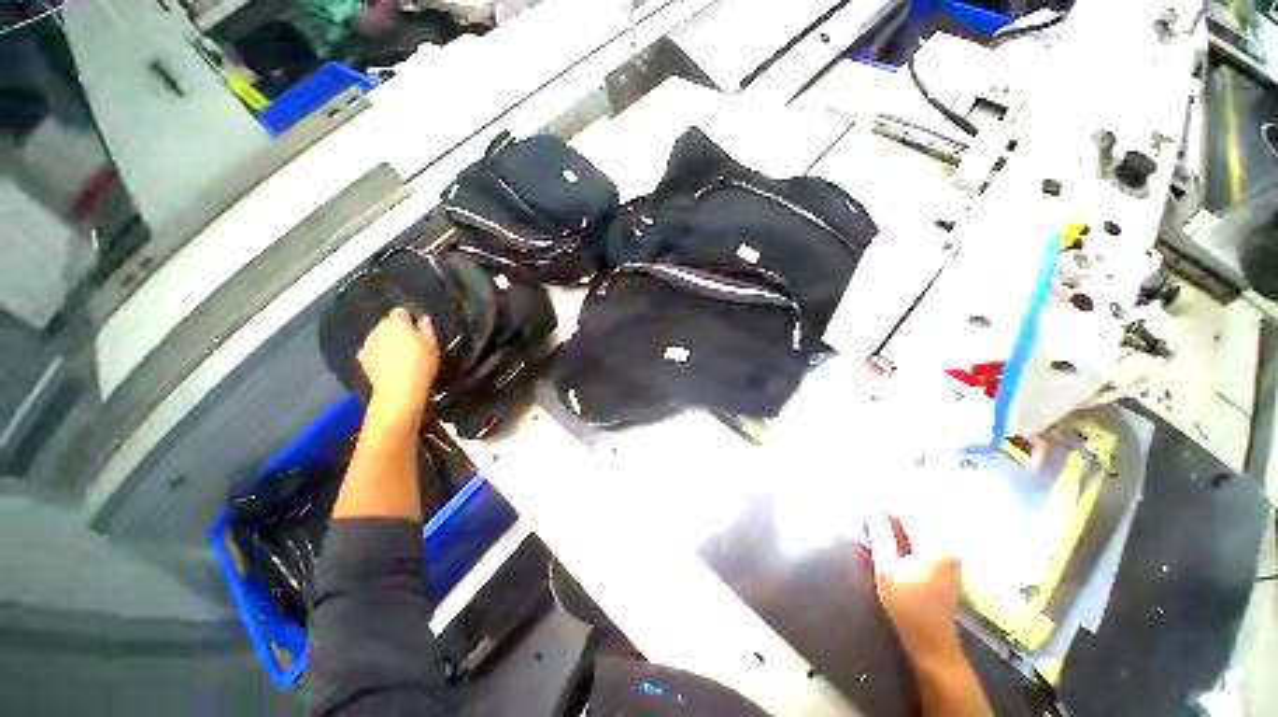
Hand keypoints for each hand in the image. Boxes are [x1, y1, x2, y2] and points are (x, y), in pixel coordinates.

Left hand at [357, 308, 439, 423]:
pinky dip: (378, 352)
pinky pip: (372, 350)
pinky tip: (387, 362)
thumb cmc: (421, 364)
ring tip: (399, 353)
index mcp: (397, 323)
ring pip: (379, 336)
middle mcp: (379, 329)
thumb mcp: (432, 345)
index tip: (419, 328)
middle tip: (412, 341)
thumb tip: (423, 318)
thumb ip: (427, 328)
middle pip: (388, 323)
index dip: (410, 318)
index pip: (401, 311)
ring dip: (387, 340)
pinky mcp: (362, 359)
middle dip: (397, 329)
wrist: (399, 390)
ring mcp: (368, 344)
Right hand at [868, 513, 964, 663]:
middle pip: (915, 522)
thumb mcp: (886, 569)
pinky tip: (890, 545)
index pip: (909, 514)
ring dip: (898, 530)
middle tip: (869, 518)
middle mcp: (947, 547)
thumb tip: (873, 512)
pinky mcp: (947, 567)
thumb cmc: (907, 605)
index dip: (886, 507)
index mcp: (935, 547)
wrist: (932, 642)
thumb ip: (881, 537)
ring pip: (919, 533)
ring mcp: (950, 558)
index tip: (867, 504)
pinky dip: (906, 541)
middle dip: (891, 518)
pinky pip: (924, 544)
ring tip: (875, 530)